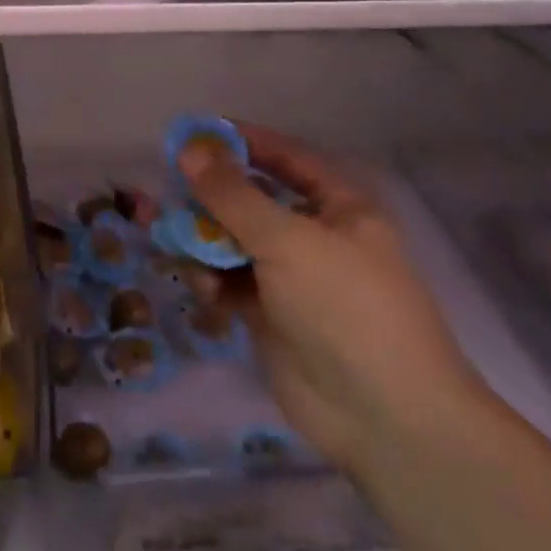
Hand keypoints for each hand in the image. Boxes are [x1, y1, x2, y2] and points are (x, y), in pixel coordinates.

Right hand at [178, 124, 485, 472]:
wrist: (383, 415)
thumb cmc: (345, 307)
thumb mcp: (287, 240)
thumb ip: (232, 195)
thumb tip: (191, 149)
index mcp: (338, 208)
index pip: (287, 158)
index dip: (243, 143)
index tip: (195, 134)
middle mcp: (315, 237)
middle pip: (253, 201)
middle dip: (211, 196)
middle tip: (167, 191)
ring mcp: (292, 279)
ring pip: (235, 244)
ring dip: (204, 241)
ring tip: (173, 242)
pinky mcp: (270, 317)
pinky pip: (230, 283)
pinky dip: (212, 281)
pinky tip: (202, 289)